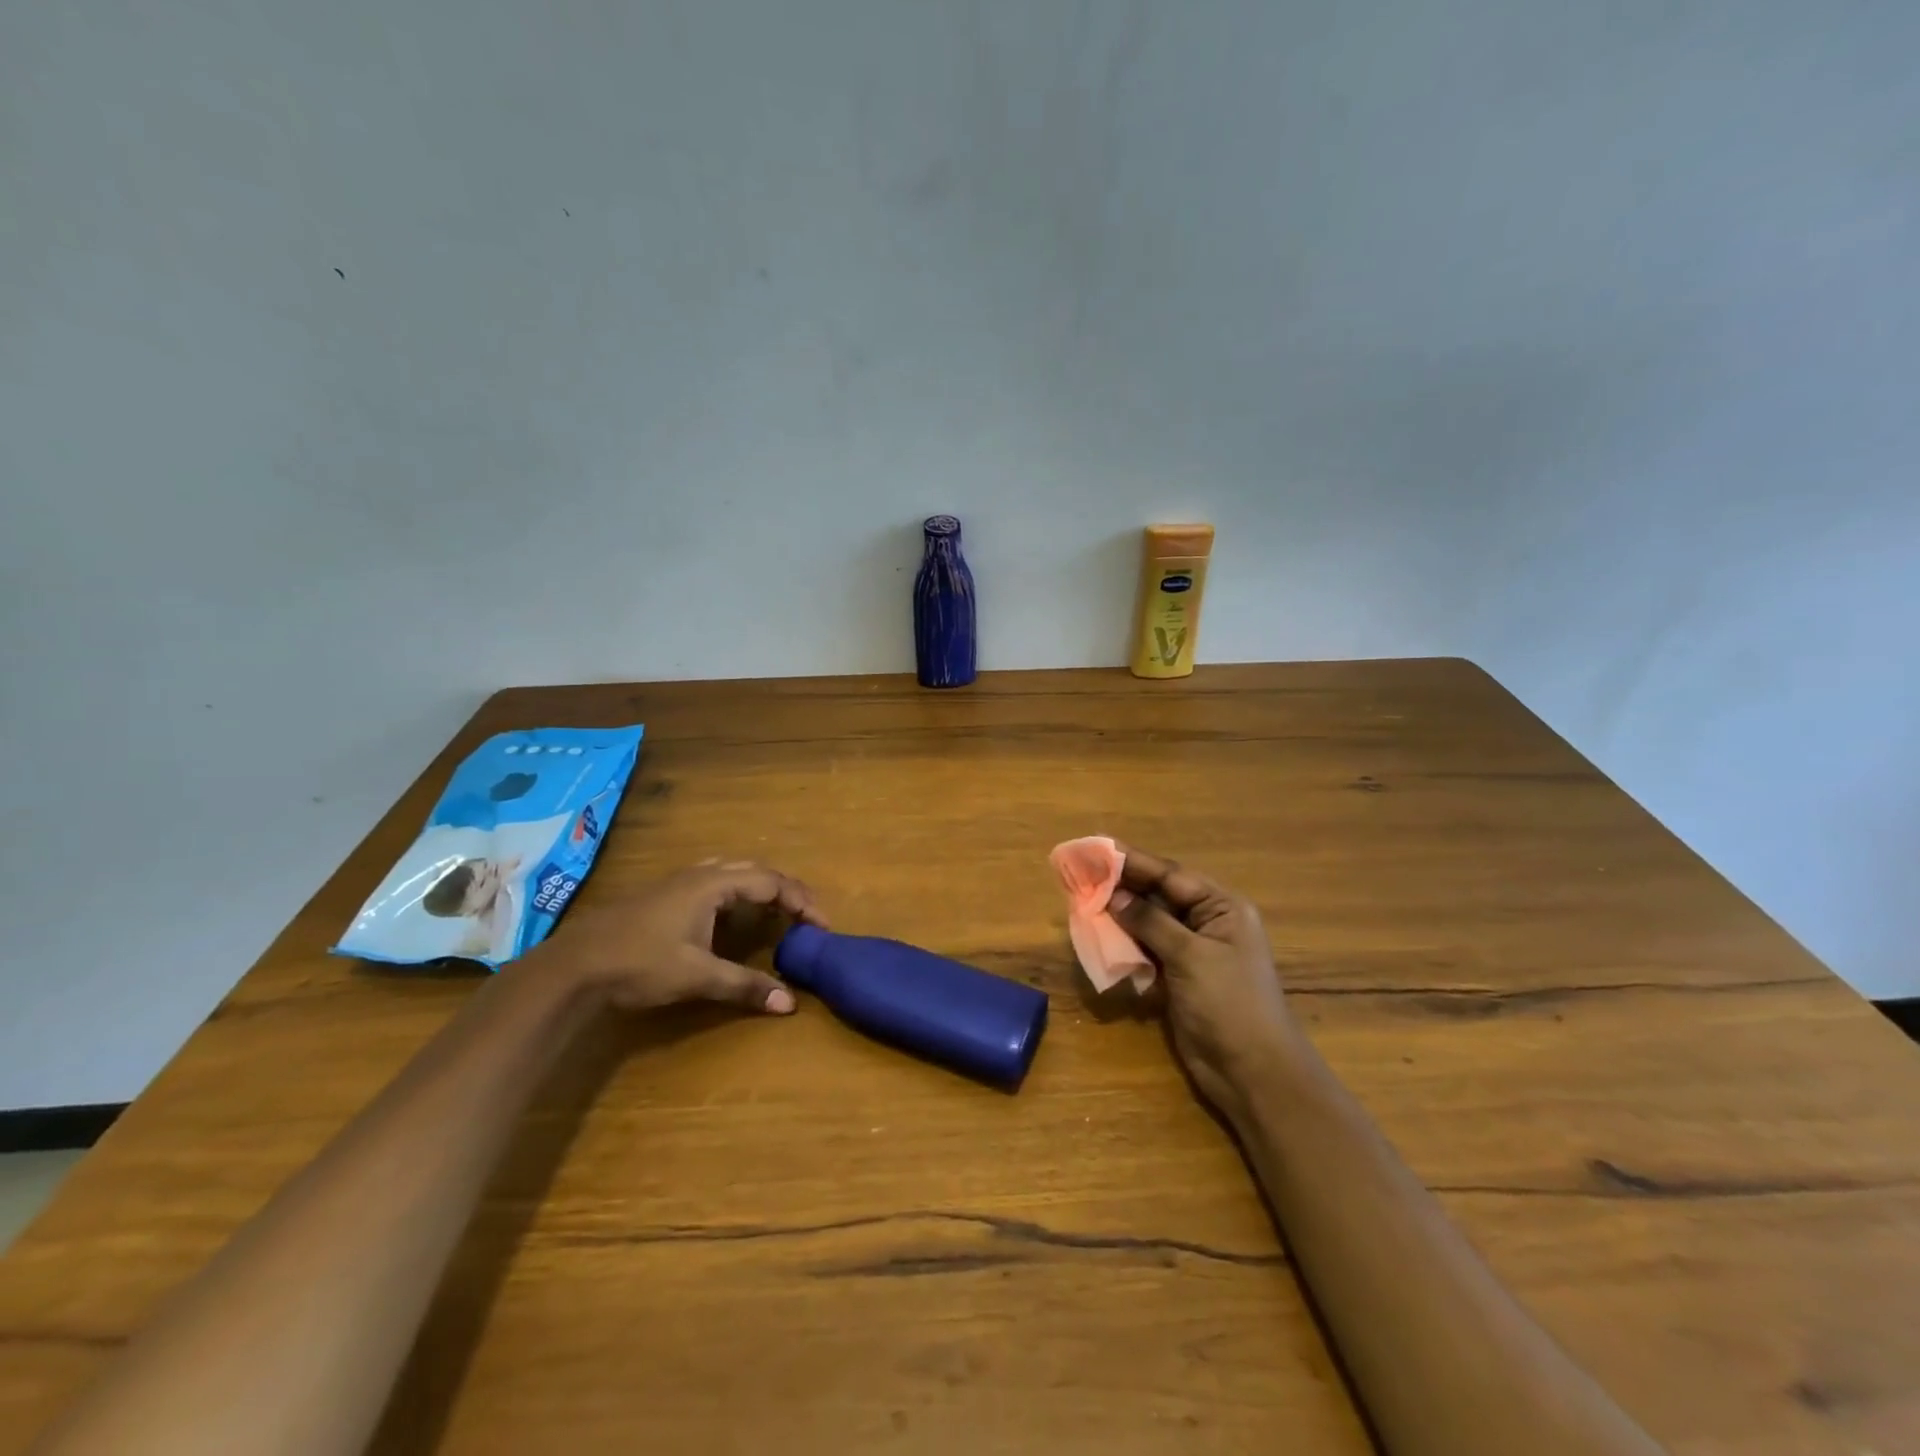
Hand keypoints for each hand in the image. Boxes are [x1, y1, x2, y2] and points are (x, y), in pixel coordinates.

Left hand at [532, 859, 825, 1013]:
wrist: (574, 965)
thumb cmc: (640, 963)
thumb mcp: (697, 977)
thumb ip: (745, 986)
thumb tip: (790, 1003)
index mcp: (713, 884)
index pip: (771, 883)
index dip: (801, 901)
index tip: (822, 925)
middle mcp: (699, 874)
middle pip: (755, 871)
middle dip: (785, 890)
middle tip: (806, 914)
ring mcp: (678, 882)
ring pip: (732, 872)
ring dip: (760, 887)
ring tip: (776, 910)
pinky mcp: (664, 895)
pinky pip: (714, 881)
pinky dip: (737, 893)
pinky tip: (731, 916)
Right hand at [1110, 846, 1298, 1119]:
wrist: (1253, 1073)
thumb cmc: (1229, 1004)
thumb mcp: (1190, 956)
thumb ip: (1150, 922)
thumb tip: (1113, 895)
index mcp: (1222, 907)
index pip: (1171, 875)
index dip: (1133, 861)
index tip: (1097, 848)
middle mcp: (1208, 922)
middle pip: (1159, 895)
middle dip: (1122, 885)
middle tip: (1082, 873)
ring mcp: (1193, 951)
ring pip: (1149, 922)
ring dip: (1119, 914)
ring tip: (1083, 900)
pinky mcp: (1178, 977)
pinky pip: (1146, 950)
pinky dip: (1125, 943)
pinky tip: (1099, 936)